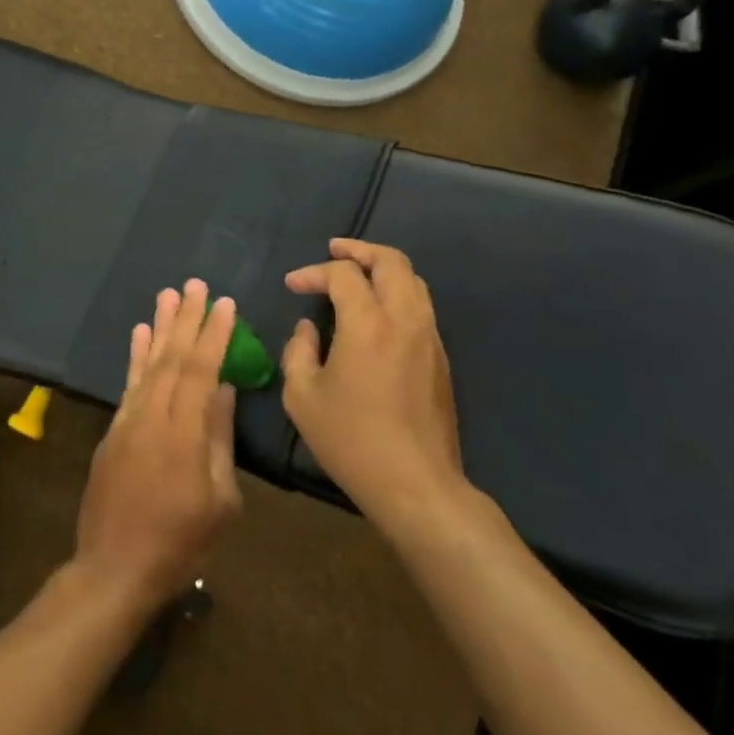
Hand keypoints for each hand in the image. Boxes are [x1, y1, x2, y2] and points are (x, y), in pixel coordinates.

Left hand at [74, 280, 242, 613]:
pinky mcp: (114, 430)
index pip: (201, 371)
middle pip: (172, 358)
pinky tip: (140, 334)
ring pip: (147, 364)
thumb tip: (225, 390)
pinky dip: (135, 356)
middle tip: (195, 284)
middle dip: (185, 319)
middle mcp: (153, 416)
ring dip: (159, 327)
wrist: (114, 567)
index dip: (214, 335)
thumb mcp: (219, 500)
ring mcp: (129, 421)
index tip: (225, 304)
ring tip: (167, 295)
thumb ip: (219, 439)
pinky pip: (128, 383)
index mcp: (184, 434)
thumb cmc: (180, 542)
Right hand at [282, 239, 468, 533]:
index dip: (313, 272)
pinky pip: (421, 306)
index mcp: (367, 324)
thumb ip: (298, 351)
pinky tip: (377, 311)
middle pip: (391, 261)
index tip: (292, 284)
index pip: (342, 275)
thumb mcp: (302, 397)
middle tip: (334, 250)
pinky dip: (398, 293)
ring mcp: (429, 337)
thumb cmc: (351, 440)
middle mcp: (404, 319)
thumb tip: (308, 328)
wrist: (416, 484)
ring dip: (383, 268)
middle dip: (360, 250)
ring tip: (357, 274)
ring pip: (413, 281)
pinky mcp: (441, 358)